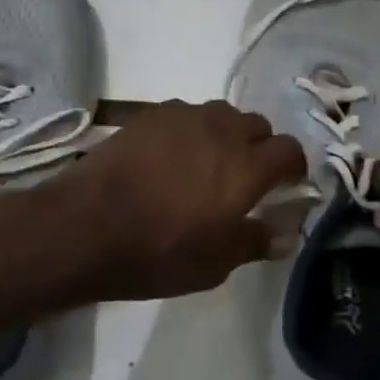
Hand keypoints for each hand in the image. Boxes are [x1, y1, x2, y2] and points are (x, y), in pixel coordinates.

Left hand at [37, 100, 306, 301]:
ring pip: (220, 114)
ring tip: (206, 163)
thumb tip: (283, 235)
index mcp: (246, 167)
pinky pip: (184, 114)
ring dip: (224, 134)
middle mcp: (220, 131)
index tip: (286, 186)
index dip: (293, 168)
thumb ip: (253, 242)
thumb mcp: (214, 264)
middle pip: (257, 125)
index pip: (290, 150)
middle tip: (244, 177)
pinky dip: (189, 130)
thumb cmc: (157, 253)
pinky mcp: (148, 115)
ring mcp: (182, 117)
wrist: (86, 226)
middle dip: (259, 147)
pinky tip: (170, 156)